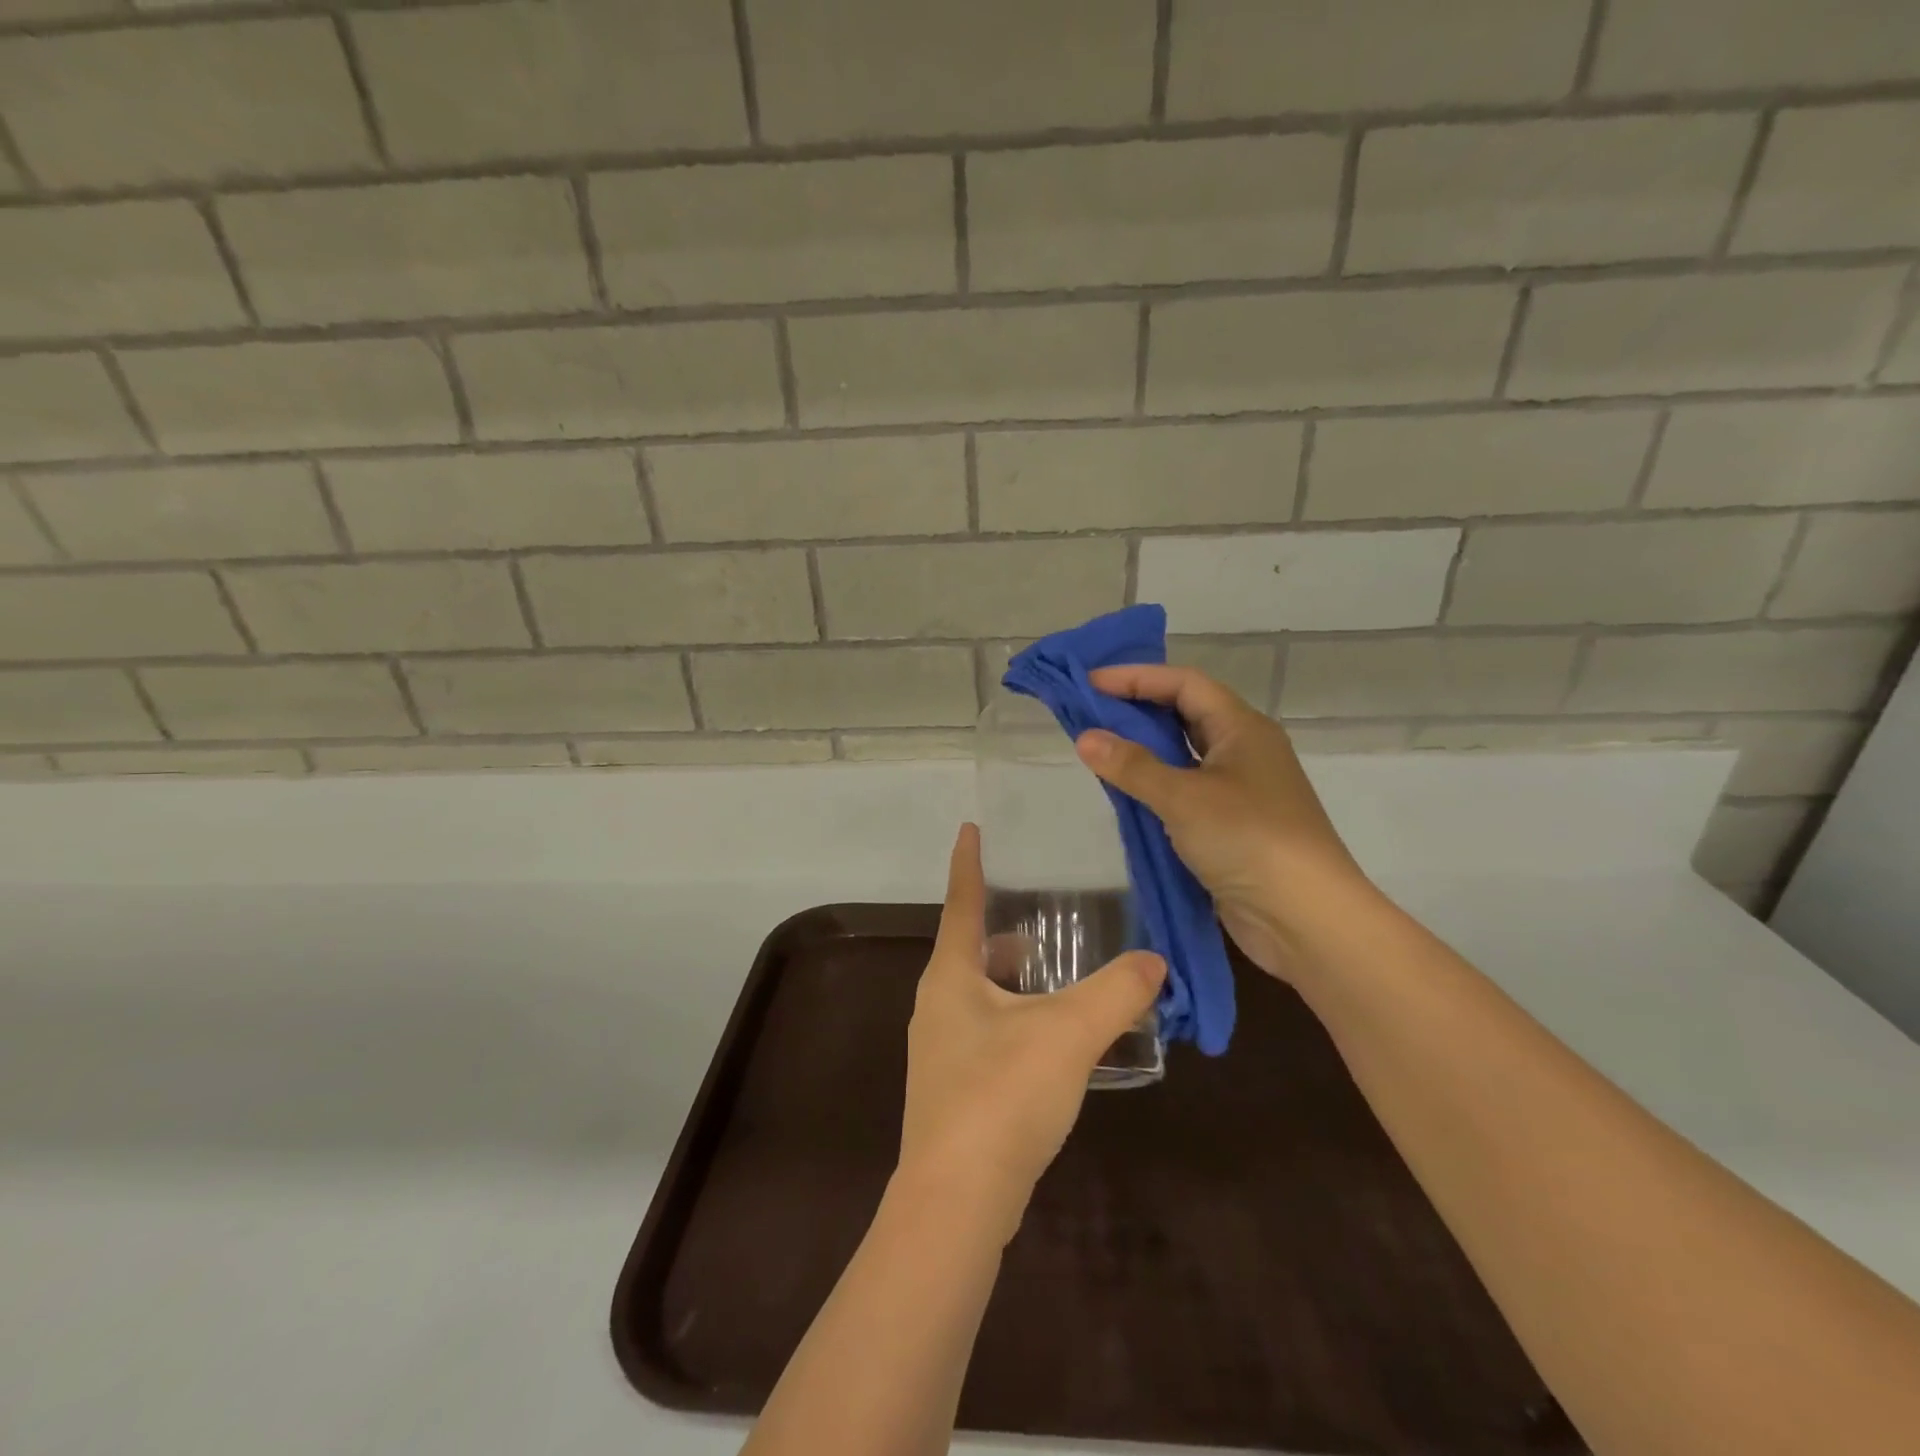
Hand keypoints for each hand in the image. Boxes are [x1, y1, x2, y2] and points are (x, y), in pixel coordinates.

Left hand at [897, 824, 1165, 1238]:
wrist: (957, 1202)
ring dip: (1018, 979)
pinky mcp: (955, 1087)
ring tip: (1065, 972)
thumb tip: (1155, 961)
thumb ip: (1116, 993)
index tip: (970, 827)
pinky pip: (990, 1031)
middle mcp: (938, 1003)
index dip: (968, 862)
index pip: (960, 900)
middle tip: (1051, 910)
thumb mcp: (1068, 1034)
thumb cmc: (1002, 1095)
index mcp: (951, 975)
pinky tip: (1059, 1038)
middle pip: (973, 948)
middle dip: (1007, 927)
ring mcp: (942, 1049)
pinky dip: (1021, 1018)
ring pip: (983, 993)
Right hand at [1075, 664, 1376, 982]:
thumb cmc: (1248, 839)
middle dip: (1138, 709)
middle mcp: (1244, 751)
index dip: (1137, 677)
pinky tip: (1125, 793)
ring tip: (1099, 747)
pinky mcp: (1232, 826)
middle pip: (1186, 714)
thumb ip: (1132, 766)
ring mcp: (1240, 790)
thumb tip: (1085, 737)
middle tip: (1089, 712)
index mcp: (1243, 728)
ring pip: (1185, 755)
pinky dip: (1155, 785)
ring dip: (1145, 749)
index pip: (1185, 684)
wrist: (1305, 917)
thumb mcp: (1184, 797)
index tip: (1090, 684)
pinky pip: (1186, 791)